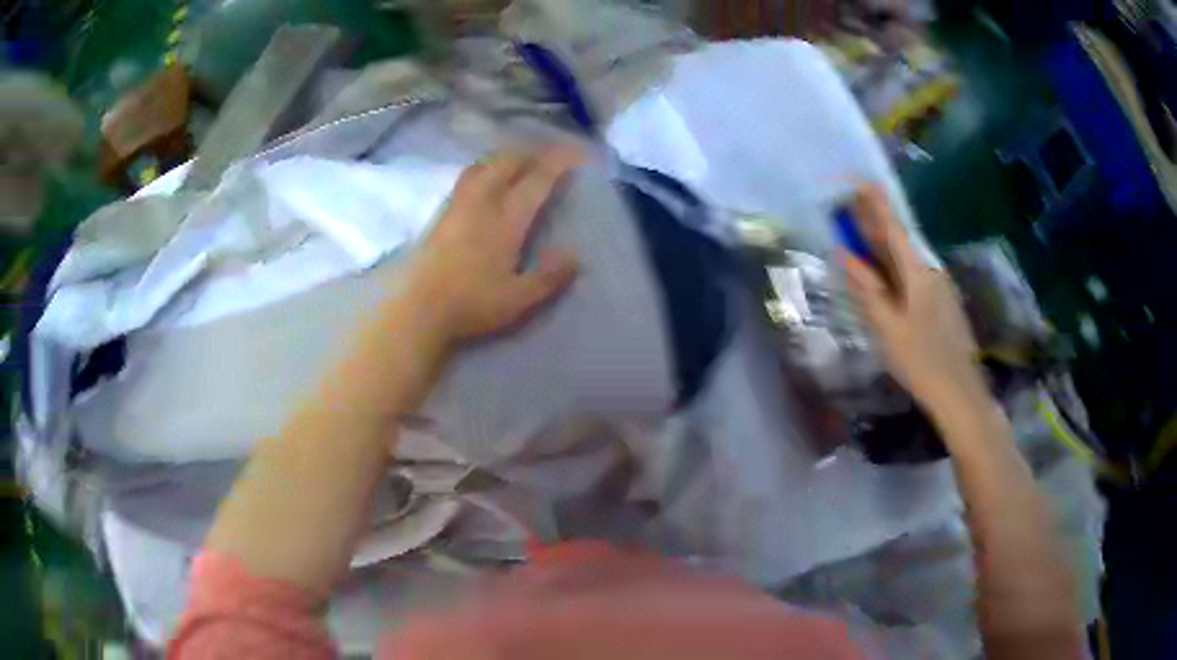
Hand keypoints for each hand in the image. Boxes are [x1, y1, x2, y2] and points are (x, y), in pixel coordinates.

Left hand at [399, 146, 582, 347]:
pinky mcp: (440, 215)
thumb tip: (574, 256)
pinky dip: (483, 169)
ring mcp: (457, 206)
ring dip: (504, 158)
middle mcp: (481, 203)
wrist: (416, 309)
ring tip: (517, 163)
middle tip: (547, 156)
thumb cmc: (470, 304)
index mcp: (506, 220)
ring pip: (482, 166)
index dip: (557, 162)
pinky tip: (484, 182)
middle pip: (506, 163)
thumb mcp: (518, 299)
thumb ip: (549, 277)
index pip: (536, 180)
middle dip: (530, 153)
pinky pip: (466, 178)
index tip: (576, 152)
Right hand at [843, 185, 984, 413]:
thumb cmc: (921, 362)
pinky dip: (897, 270)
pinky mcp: (945, 304)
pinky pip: (916, 277)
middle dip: (876, 224)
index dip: (875, 204)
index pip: (893, 228)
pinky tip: (888, 282)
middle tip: (851, 210)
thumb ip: (868, 290)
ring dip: (885, 249)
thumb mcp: (887, 328)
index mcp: (918, 273)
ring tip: (864, 244)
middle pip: (901, 242)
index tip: (858, 180)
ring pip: (909, 261)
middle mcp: (932, 272)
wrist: (961, 394)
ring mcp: (942, 288)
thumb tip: (846, 255)